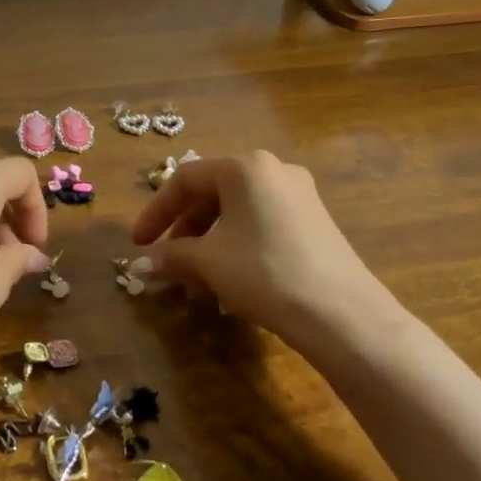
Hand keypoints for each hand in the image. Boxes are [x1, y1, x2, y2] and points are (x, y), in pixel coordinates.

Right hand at [130, 151, 400, 353]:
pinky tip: (231, 285)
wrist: (342, 314)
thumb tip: (140, 265)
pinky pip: (261, 226)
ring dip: (209, 245)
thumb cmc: (264, 272)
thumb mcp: (208, 263)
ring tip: (197, 284)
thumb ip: (170, 256)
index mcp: (244, 166)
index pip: (184, 180)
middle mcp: (273, 170)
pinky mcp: (315, 222)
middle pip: (212, 195)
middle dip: (184, 232)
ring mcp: (299, 195)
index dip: (155, 212)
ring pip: (237, 214)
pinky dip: (237, 248)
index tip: (138, 243)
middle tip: (169, 264)